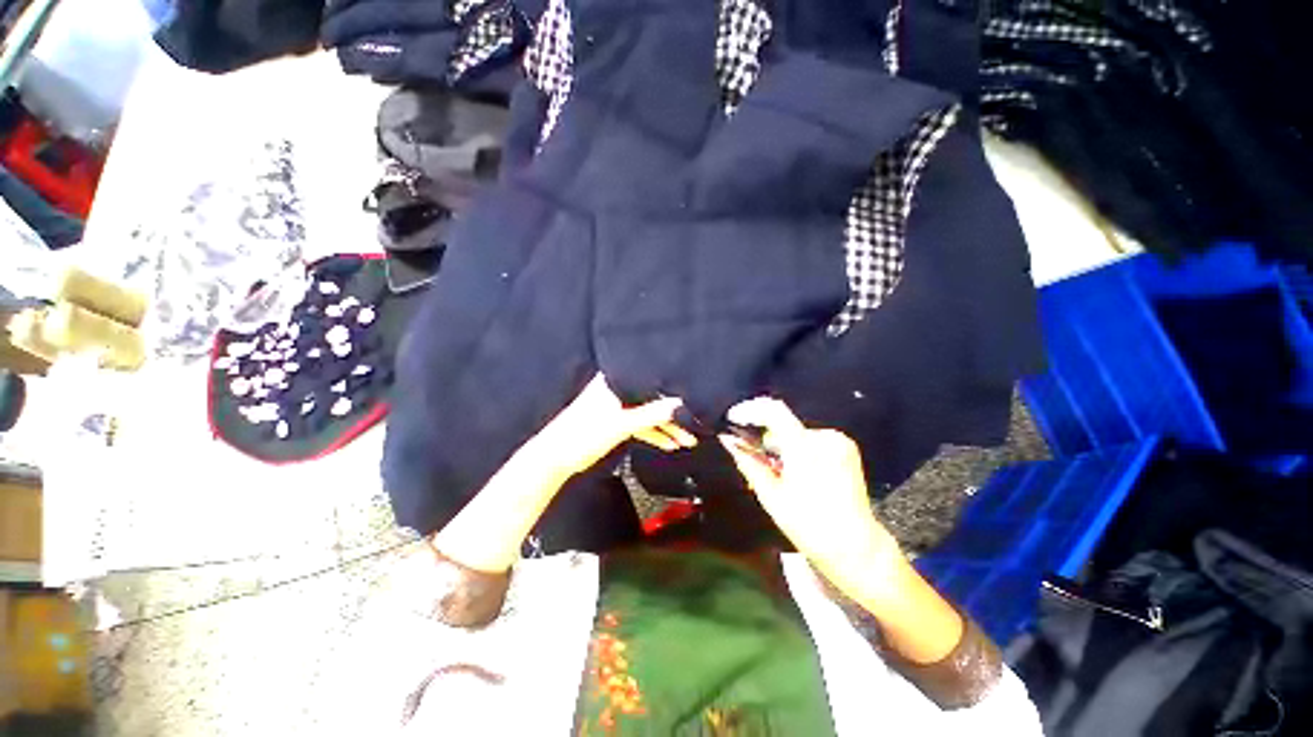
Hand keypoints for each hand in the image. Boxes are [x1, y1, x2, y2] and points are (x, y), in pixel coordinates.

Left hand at [518, 374, 696, 488]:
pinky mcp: (616, 420)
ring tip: (686, 439)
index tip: (691, 399)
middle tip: (693, 426)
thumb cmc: (584, 434)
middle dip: (672, 414)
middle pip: (651, 399)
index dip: (671, 390)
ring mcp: (617, 405)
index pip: (649, 380)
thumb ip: (652, 414)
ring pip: (647, 413)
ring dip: (665, 427)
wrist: (556, 457)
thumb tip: (681, 404)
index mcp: (615, 380)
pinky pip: (639, 424)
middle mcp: (617, 388)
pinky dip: (653, 433)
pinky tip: (669, 443)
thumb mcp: (622, 424)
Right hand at [719, 398, 901, 584]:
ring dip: (782, 447)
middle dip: (765, 439)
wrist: (855, 547)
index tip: (733, 418)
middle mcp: (824, 437)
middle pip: (783, 425)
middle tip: (755, 461)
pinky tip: (799, 474)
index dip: (749, 410)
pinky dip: (799, 450)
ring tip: (779, 474)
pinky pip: (812, 440)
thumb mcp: (770, 495)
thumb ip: (748, 462)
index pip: (773, 410)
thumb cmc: (808, 525)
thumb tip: (728, 440)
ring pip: (796, 434)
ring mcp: (839, 441)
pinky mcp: (847, 448)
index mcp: (804, 447)